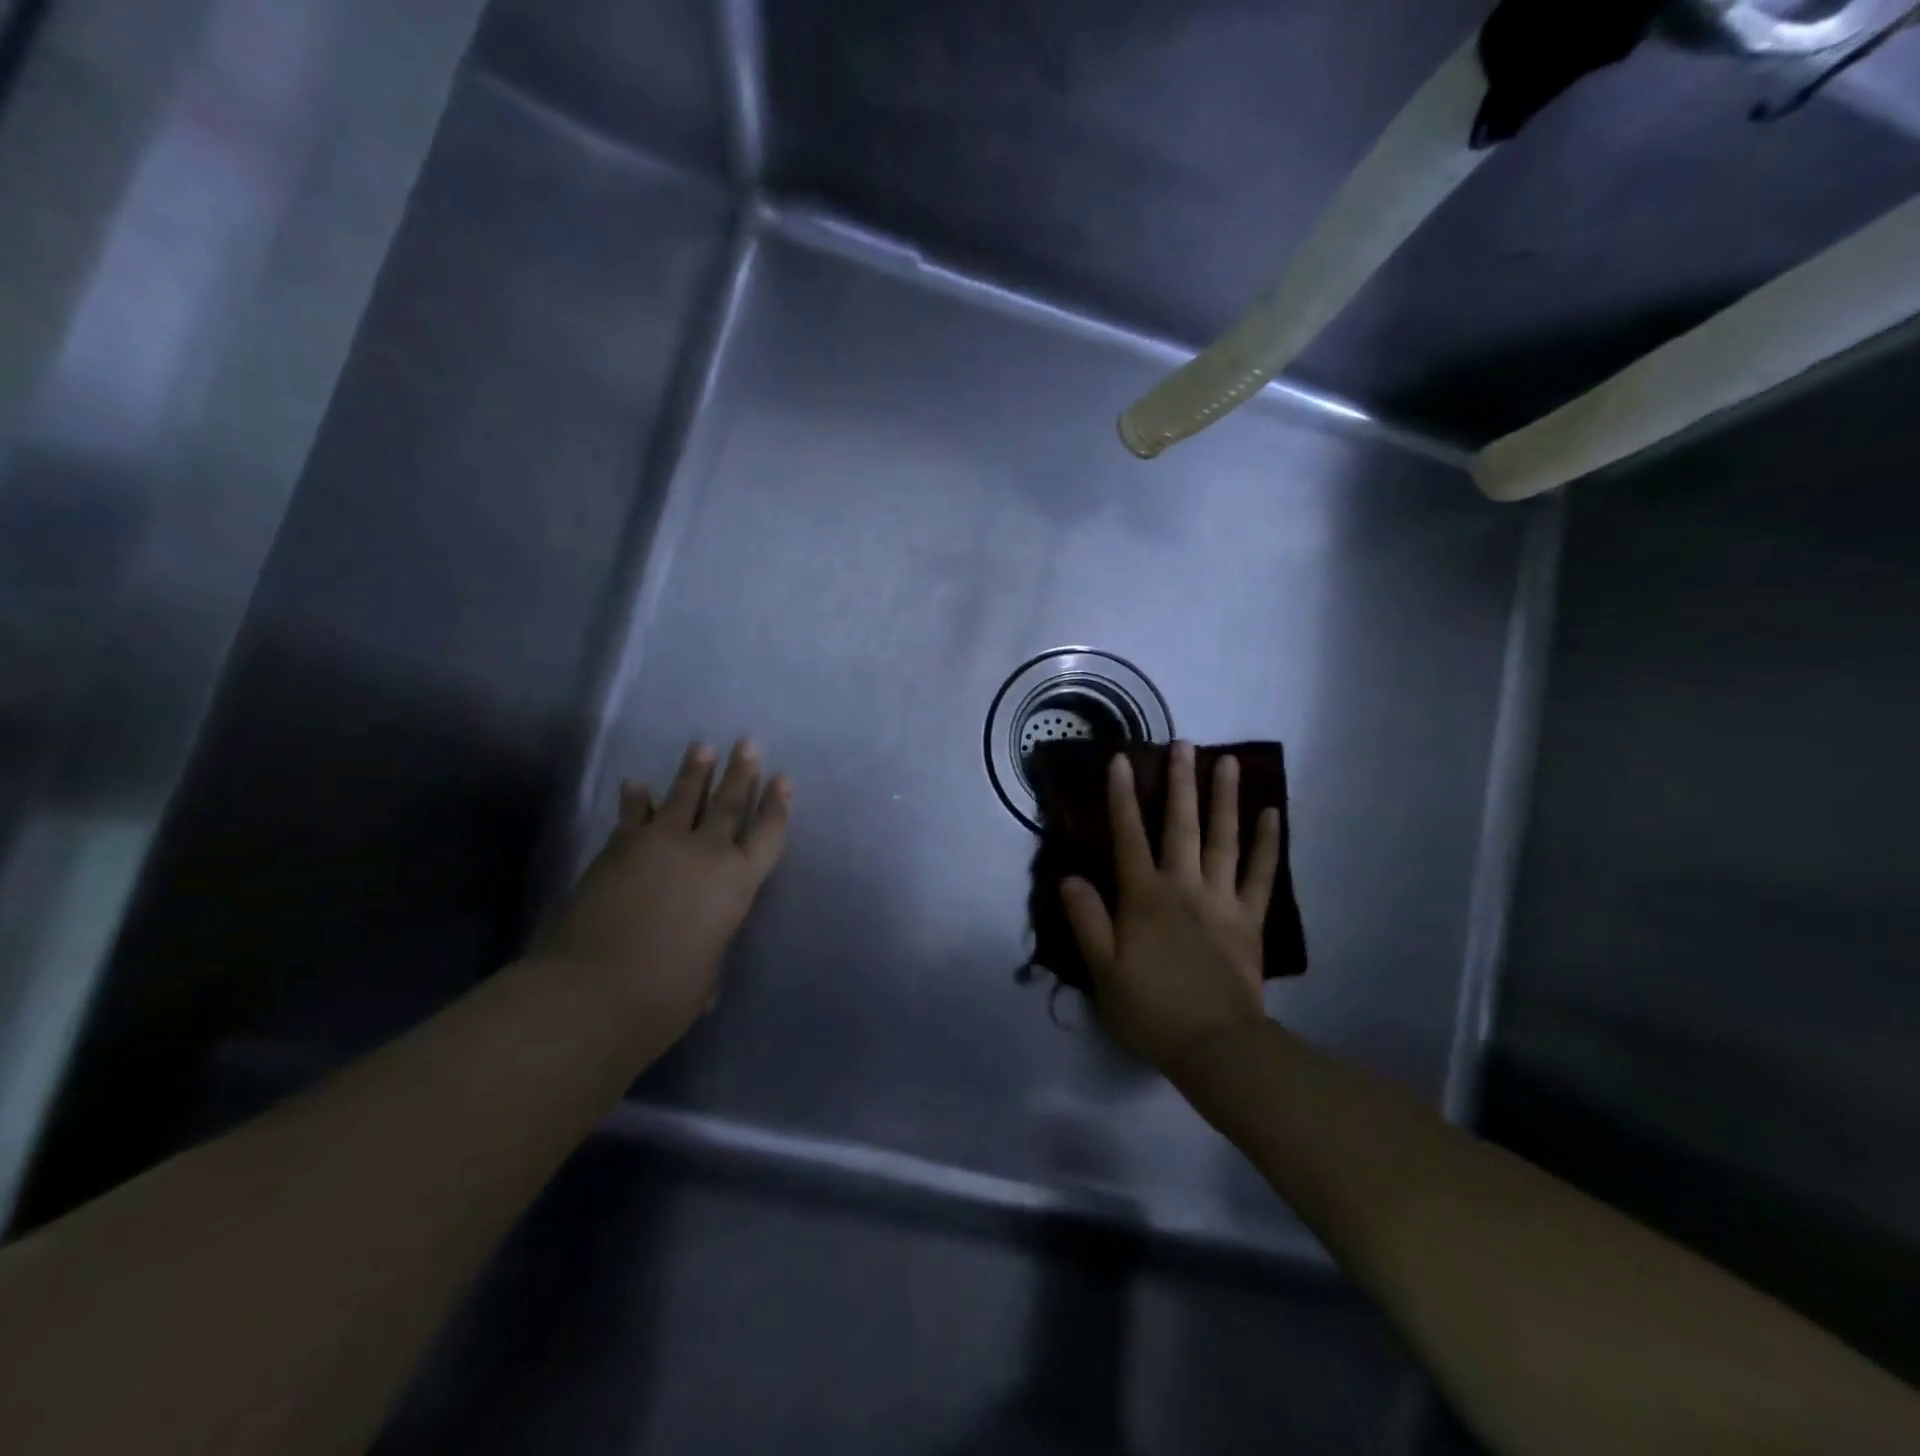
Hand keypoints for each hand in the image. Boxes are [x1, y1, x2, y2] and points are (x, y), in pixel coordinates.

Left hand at [541, 740, 789, 1041]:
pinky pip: (633, 814)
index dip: (777, 805)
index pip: (767, 834)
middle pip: (729, 803)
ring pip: (684, 797)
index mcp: (737, 883)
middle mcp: (705, 853)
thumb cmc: (665, 995)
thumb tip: (695, 951)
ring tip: (702, 747)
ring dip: (694, 771)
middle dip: (741, 772)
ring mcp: (661, 844)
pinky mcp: (620, 847)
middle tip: (747, 741)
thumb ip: (706, 950)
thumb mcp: (704, 975)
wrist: (595, 990)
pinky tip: (636, 783)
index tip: (783, 778)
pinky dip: (636, 798)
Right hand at [1059, 742, 1281, 1072]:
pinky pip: (1261, 874)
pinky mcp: (1250, 918)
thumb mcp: (1103, 970)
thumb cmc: (1150, 1009)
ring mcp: (1221, 899)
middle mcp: (1183, 886)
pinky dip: (1268, 843)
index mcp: (1144, 897)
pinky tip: (1273, 814)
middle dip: (1180, 783)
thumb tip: (1070, 876)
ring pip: (1223, 839)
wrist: (1214, 1046)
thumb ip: (1087, 920)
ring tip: (1229, 762)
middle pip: (1181, 826)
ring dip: (1225, 798)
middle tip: (1183, 744)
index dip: (1122, 798)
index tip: (1122, 761)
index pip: (1129, 837)